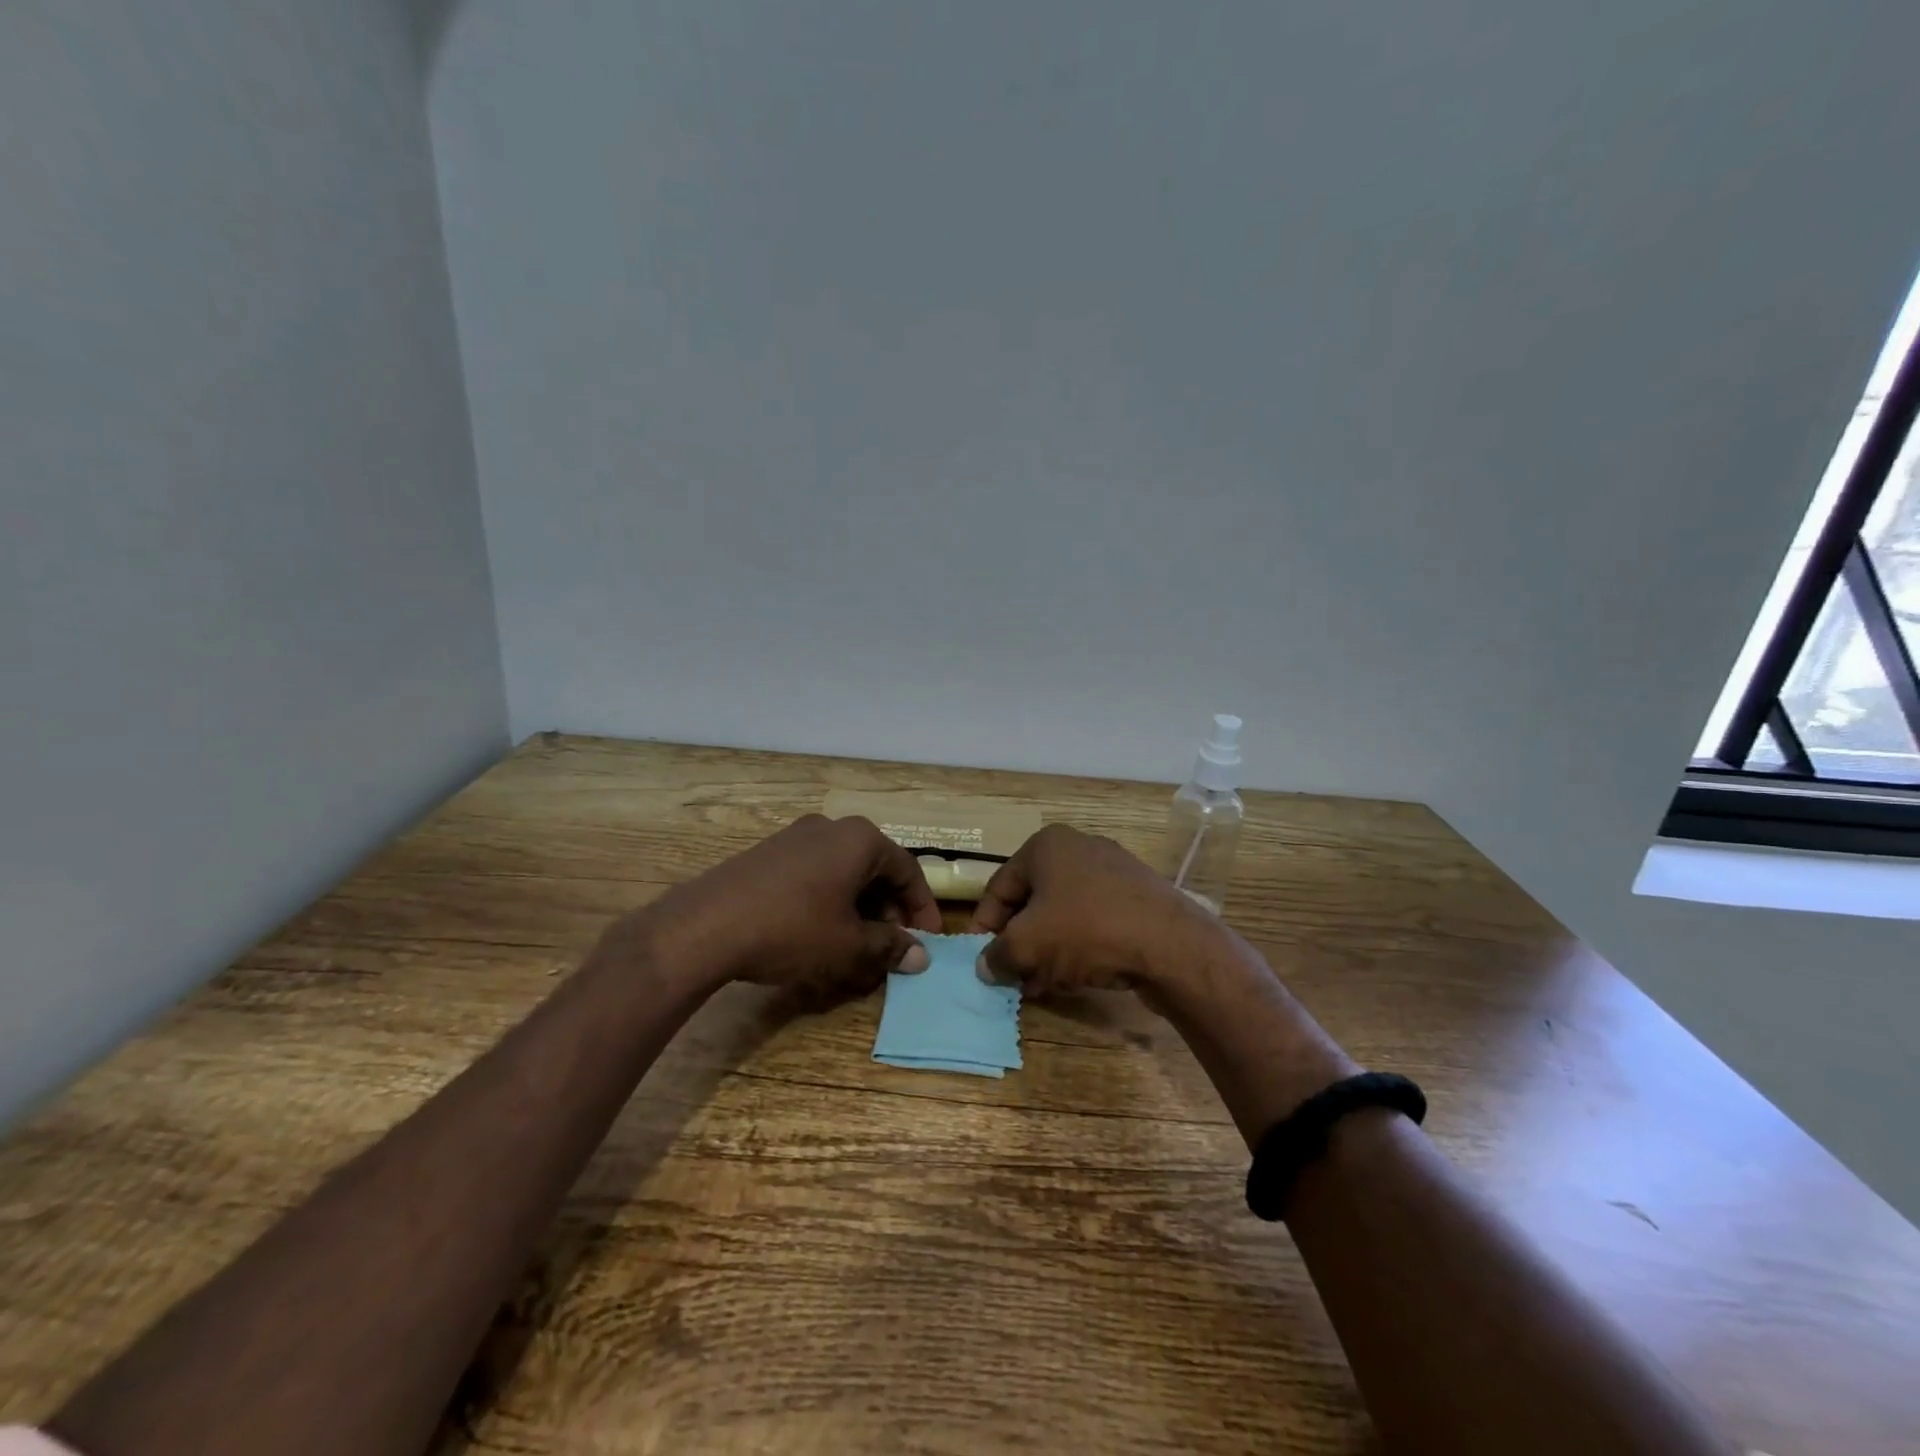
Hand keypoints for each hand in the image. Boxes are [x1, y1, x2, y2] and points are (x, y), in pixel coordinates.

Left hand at [638, 815, 941, 997]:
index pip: (908, 870)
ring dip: (860, 906)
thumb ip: (889, 947)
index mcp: (859, 839)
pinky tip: (820, 932)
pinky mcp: (768, 853)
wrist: (705, 926)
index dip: (922, 908)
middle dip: (890, 909)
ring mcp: (795, 836)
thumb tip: (919, 957)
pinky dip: (830, 900)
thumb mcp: (848, 945)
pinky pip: (815, 873)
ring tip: (858, 944)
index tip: (928, 940)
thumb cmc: (791, 929)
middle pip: (876, 867)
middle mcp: (831, 827)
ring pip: (844, 871)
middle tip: (893, 945)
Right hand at [968, 824, 1227, 996]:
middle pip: (1033, 900)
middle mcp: (1078, 848)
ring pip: (1064, 913)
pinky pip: (1094, 921)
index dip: (984, 925)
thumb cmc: (1087, 930)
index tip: (980, 959)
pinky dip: (1078, 947)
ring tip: (1040, 985)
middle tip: (1011, 976)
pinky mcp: (1138, 897)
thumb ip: (998, 955)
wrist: (1171, 944)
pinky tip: (1075, 977)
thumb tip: (986, 966)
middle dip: (1019, 941)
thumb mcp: (1028, 945)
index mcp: (1046, 846)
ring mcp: (1113, 871)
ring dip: (1047, 950)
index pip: (1000, 886)